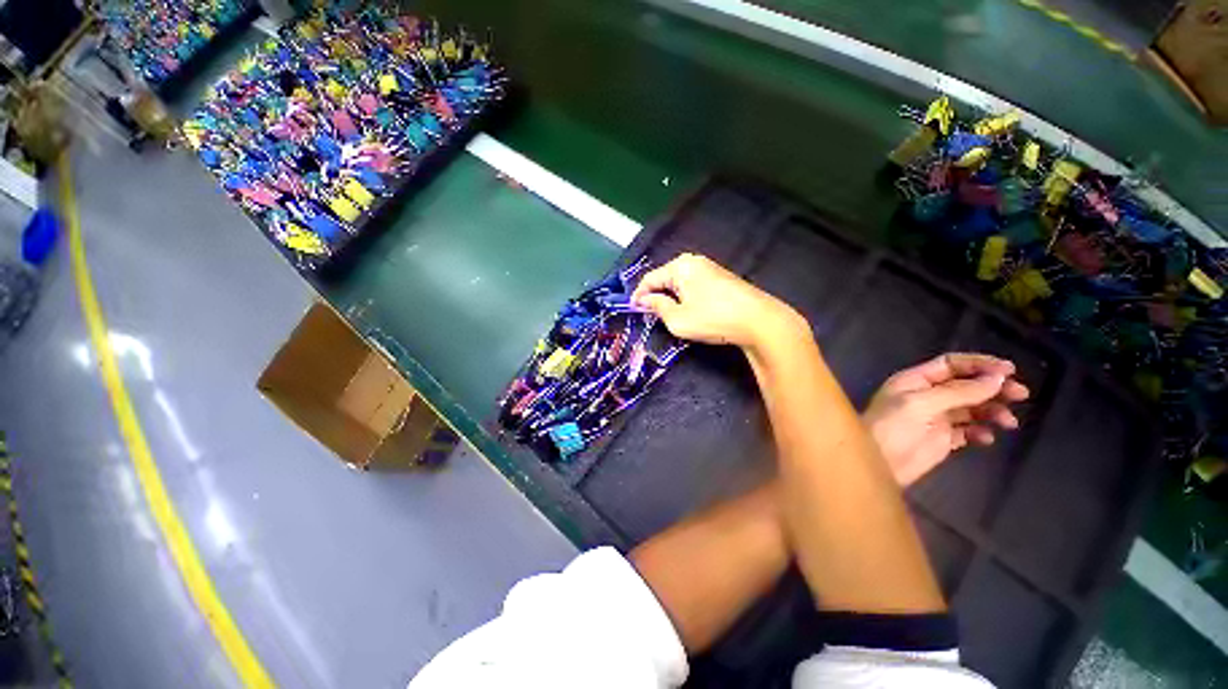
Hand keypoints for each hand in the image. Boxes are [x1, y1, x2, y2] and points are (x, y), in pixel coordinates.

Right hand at [632, 253, 803, 350]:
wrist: (759, 321)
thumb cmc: (713, 319)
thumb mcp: (677, 318)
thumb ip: (657, 307)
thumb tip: (644, 299)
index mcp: (680, 266)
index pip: (650, 278)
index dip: (639, 295)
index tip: (632, 311)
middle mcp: (694, 261)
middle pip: (665, 278)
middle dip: (655, 296)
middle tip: (650, 316)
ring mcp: (710, 268)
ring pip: (679, 283)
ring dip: (670, 298)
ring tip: (668, 316)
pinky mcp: (721, 278)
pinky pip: (693, 285)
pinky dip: (685, 297)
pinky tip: (689, 310)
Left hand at [863, 353, 1029, 486]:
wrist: (879, 462)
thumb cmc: (891, 426)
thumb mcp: (921, 404)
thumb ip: (958, 392)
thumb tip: (997, 378)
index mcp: (915, 380)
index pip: (951, 365)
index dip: (980, 365)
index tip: (1010, 370)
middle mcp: (927, 395)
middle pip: (966, 385)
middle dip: (993, 387)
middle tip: (1020, 394)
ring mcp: (936, 417)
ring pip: (972, 408)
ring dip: (992, 411)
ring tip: (1007, 422)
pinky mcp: (942, 439)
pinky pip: (969, 430)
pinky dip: (981, 431)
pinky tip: (986, 438)